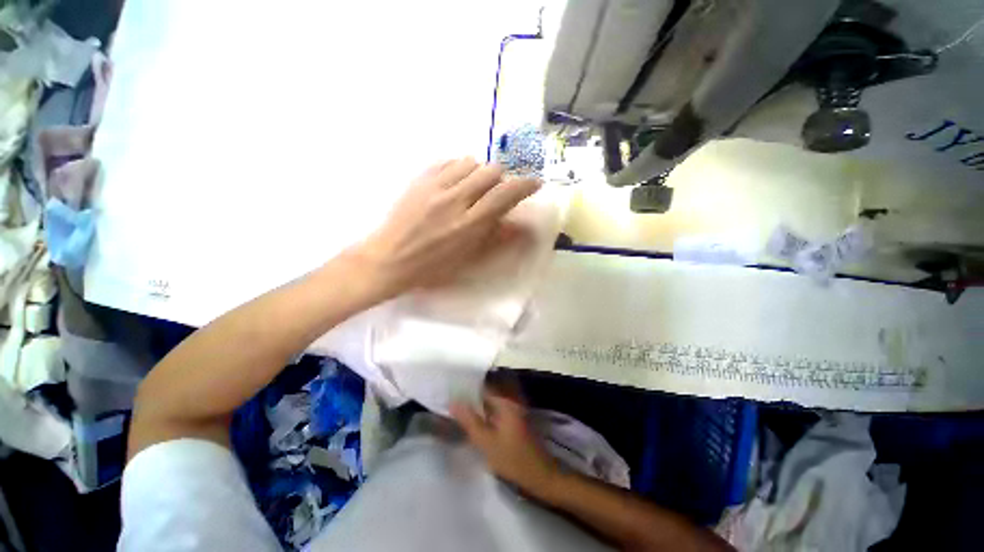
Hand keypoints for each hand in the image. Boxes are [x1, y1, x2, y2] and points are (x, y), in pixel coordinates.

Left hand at [353, 158, 539, 296]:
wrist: (389, 259)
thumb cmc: (432, 268)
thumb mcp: (468, 259)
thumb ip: (496, 239)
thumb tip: (522, 226)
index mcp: (469, 225)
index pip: (504, 195)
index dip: (524, 186)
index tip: (534, 183)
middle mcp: (455, 200)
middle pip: (490, 172)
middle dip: (501, 179)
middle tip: (496, 192)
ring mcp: (435, 186)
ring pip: (470, 162)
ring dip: (479, 173)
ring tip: (473, 187)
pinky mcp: (419, 179)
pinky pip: (447, 161)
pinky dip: (458, 168)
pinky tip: (454, 182)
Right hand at [451, 389, 560, 498]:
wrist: (540, 475)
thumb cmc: (513, 459)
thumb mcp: (486, 442)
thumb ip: (469, 421)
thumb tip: (453, 402)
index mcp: (506, 401)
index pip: (484, 385)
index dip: (468, 386)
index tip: (453, 388)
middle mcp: (512, 399)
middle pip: (489, 389)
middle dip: (473, 392)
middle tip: (456, 397)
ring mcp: (517, 407)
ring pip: (494, 398)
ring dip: (480, 401)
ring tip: (463, 406)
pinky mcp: (518, 417)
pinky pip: (499, 406)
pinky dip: (488, 408)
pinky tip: (478, 417)